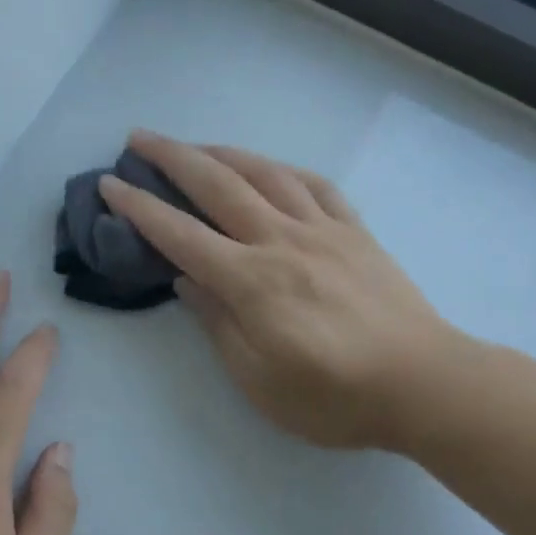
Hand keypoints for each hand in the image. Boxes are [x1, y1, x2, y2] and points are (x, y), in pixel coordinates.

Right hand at [98, 132, 467, 453]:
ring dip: (223, 153)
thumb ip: (218, 324)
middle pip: (218, 186)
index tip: (110, 185)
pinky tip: (270, 169)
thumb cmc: (334, 396)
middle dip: (172, 157)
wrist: (425, 385)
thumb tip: (186, 280)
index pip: (180, 235)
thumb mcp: (259, 380)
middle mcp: (281, 241)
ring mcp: (323, 230)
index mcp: (251, 281)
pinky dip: (284, 170)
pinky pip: (316, 186)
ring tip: (195, 145)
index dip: (140, 208)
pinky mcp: (356, 233)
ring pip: (265, 174)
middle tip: (138, 138)